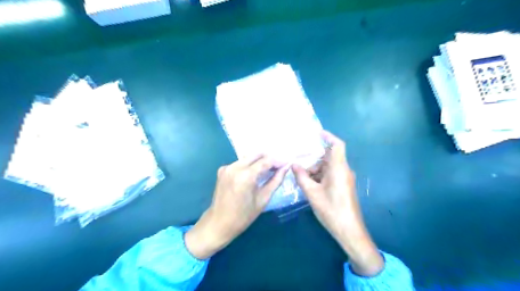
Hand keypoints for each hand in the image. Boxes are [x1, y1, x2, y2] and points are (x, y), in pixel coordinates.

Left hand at [184, 156, 287, 259]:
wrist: (218, 223)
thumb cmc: (243, 216)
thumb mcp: (263, 199)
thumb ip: (275, 181)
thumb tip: (285, 168)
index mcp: (246, 176)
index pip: (266, 161)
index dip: (278, 161)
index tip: (286, 164)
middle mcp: (235, 167)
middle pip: (256, 154)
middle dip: (269, 159)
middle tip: (278, 167)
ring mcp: (227, 167)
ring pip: (248, 157)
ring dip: (259, 161)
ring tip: (268, 171)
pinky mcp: (222, 170)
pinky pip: (239, 163)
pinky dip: (248, 165)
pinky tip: (253, 175)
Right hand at [294, 130, 382, 275]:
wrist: (349, 230)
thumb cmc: (331, 210)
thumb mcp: (312, 193)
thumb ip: (302, 177)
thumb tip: (293, 165)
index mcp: (339, 168)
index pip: (337, 145)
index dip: (328, 137)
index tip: (317, 133)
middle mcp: (344, 171)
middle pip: (329, 157)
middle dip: (314, 159)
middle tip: (299, 163)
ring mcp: (345, 179)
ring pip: (328, 167)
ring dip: (315, 170)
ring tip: (301, 177)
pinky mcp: (344, 186)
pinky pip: (331, 175)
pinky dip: (320, 176)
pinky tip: (309, 185)